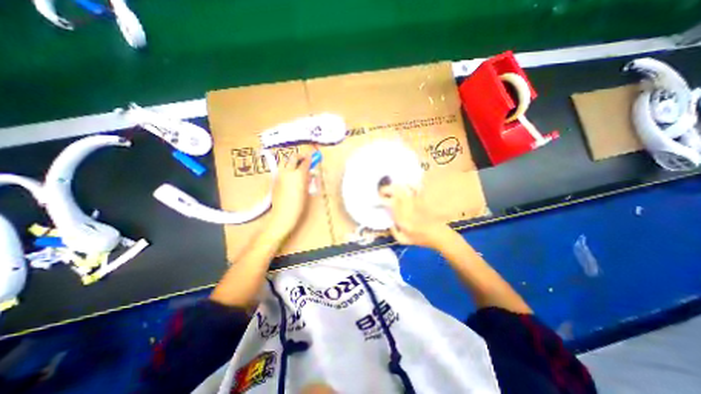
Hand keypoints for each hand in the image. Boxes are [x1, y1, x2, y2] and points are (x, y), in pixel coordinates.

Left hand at [267, 146, 312, 240]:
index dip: (310, 159)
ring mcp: (279, 175)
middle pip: (293, 158)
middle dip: (300, 157)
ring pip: (285, 163)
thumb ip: (307, 179)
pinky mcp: (274, 180)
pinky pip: (281, 171)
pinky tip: (290, 177)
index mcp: (298, 174)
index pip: (305, 162)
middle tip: (305, 159)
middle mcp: (287, 171)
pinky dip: (286, 170)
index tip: (313, 157)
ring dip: (291, 162)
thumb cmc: (299, 205)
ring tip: (297, 167)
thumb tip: (309, 173)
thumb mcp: (306, 191)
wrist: (283, 214)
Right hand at [379, 183, 449, 246]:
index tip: (378, 198)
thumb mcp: (403, 240)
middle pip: (396, 192)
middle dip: (387, 189)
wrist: (438, 235)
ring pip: (405, 188)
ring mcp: (415, 202)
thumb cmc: (420, 239)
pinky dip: (411, 185)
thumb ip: (393, 232)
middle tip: (383, 190)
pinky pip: (416, 188)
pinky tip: (407, 185)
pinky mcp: (423, 199)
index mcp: (401, 217)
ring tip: (393, 187)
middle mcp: (407, 207)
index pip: (389, 203)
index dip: (382, 198)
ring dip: (397, 186)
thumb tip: (390, 223)